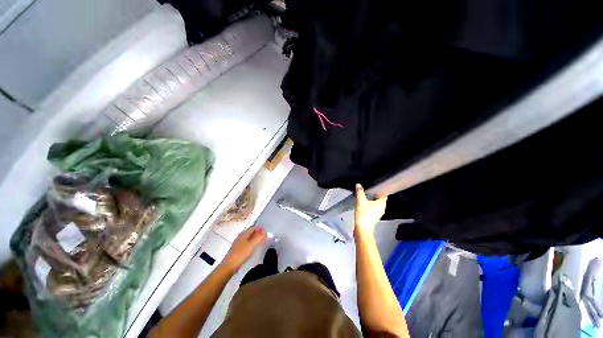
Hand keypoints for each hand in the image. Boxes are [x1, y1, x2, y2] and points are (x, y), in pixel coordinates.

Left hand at [222, 226, 266, 271]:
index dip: (260, 229)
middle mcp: (241, 236)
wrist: (230, 265)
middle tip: (265, 237)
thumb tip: (263, 230)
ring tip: (262, 242)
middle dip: (258, 234)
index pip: (253, 227)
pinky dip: (253, 243)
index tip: (266, 232)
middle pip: (251, 232)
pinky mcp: (239, 249)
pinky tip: (255, 247)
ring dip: (256, 239)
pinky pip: (247, 243)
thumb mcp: (252, 244)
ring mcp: (239, 243)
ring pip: (249, 238)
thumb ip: (258, 236)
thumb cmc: (242, 253)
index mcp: (244, 234)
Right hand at [354, 184, 386, 237]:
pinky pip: (372, 208)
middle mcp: (382, 208)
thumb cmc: (363, 214)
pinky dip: (369, 205)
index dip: (380, 189)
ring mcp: (378, 213)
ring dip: (371, 200)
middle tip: (367, 189)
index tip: (375, 185)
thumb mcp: (360, 201)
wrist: (362, 229)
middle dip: (374, 194)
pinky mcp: (373, 217)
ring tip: (364, 195)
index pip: (384, 194)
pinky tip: (363, 204)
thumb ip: (360, 192)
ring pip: (375, 203)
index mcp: (381, 203)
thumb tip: (358, 185)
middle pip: (379, 198)